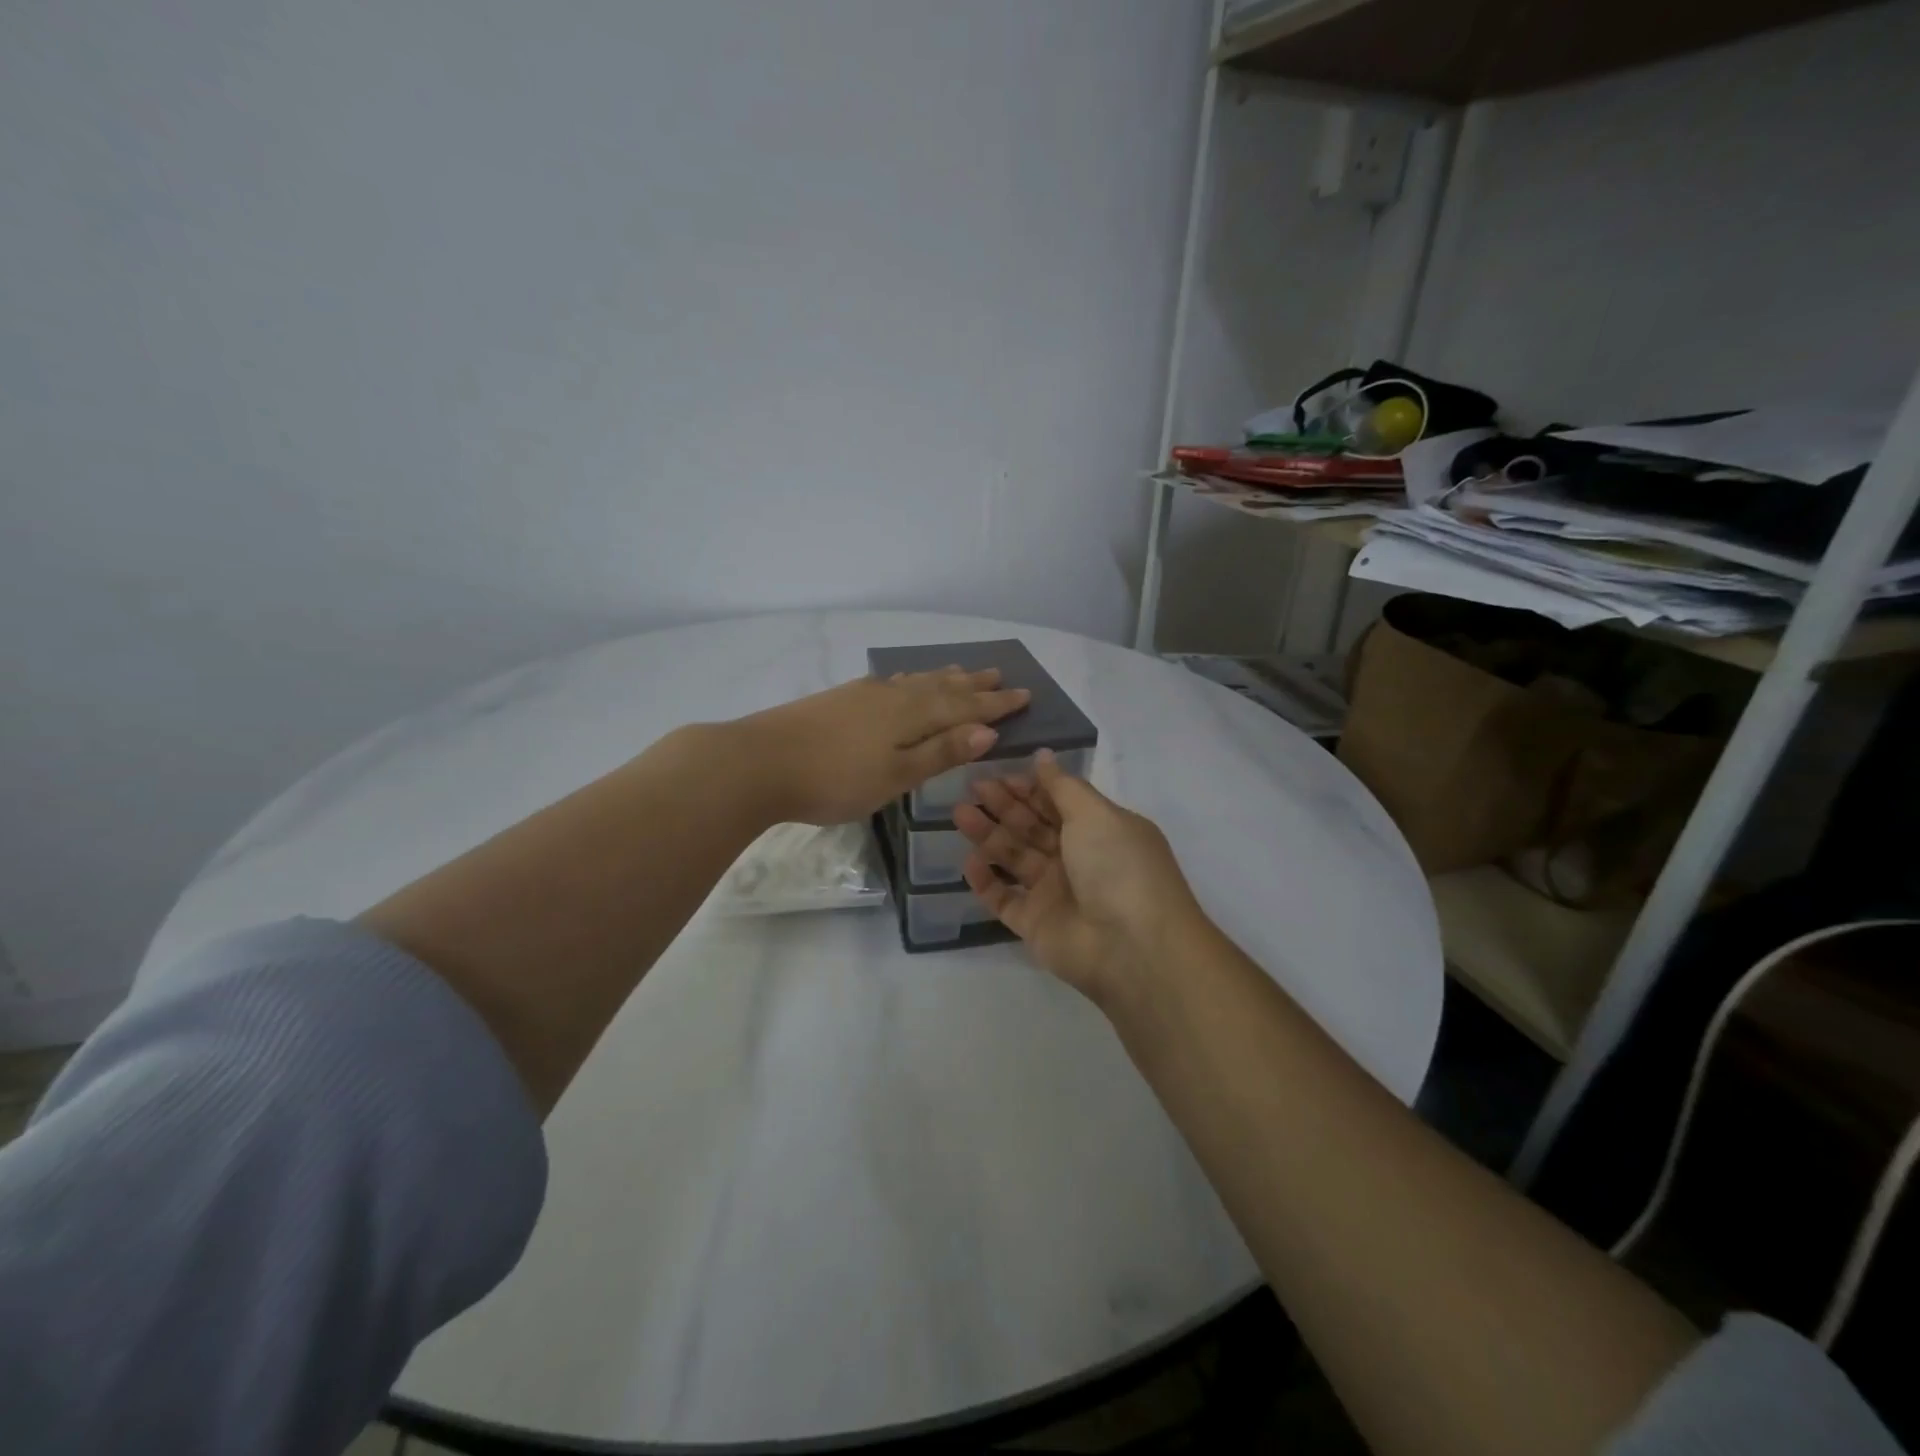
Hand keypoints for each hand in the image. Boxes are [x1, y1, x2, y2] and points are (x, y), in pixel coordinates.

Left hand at [737, 667, 1029, 825]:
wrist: (758, 762)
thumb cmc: (834, 779)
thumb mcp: (895, 775)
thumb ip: (939, 752)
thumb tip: (987, 731)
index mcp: (911, 716)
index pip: (964, 708)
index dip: (995, 705)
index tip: (1024, 695)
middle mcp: (893, 696)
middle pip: (943, 688)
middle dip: (974, 686)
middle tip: (1001, 676)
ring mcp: (864, 694)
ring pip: (916, 681)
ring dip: (944, 678)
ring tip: (963, 673)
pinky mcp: (841, 699)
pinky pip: (893, 683)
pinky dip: (912, 680)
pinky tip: (906, 682)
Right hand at [953, 751, 1207, 1002]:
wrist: (1132, 947)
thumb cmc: (1118, 867)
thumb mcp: (1095, 814)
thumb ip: (1063, 786)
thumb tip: (1043, 756)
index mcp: (1100, 830)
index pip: (1057, 802)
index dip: (1029, 787)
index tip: (997, 772)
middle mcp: (1077, 859)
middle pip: (1033, 827)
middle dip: (1004, 806)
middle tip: (972, 788)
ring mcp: (1055, 893)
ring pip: (1015, 859)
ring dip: (988, 836)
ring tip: (959, 815)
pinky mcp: (1035, 925)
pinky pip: (1004, 899)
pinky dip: (986, 881)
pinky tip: (968, 862)